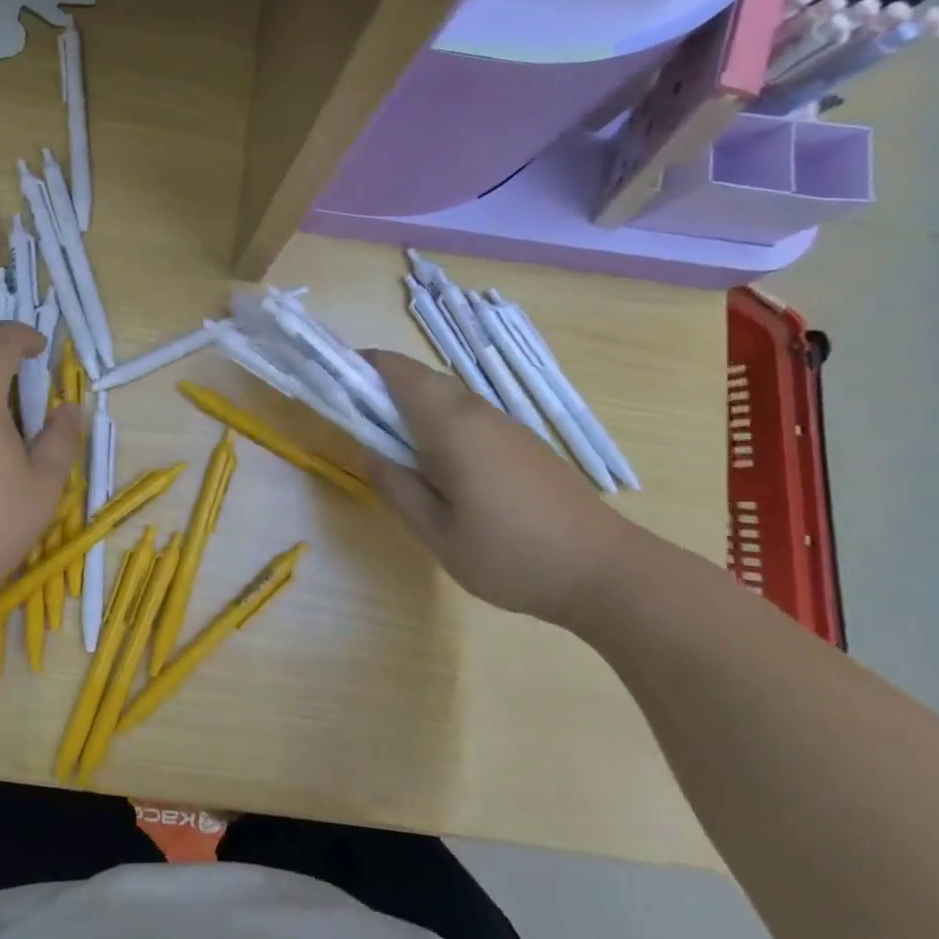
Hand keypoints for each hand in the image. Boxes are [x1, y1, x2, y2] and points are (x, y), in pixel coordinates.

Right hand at [365, 350, 639, 625]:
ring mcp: (505, 425)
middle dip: (381, 385)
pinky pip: (467, 415)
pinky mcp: (522, 443)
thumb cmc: (513, 556)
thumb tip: (368, 451)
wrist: (606, 573)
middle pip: (421, 379)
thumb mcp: (438, 534)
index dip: (362, 366)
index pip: (398, 372)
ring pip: (446, 396)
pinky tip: (435, 461)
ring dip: (410, 403)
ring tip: (386, 441)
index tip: (333, 380)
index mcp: (452, 426)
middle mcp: (478, 412)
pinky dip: (437, 420)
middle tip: (351, 416)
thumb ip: (397, 488)